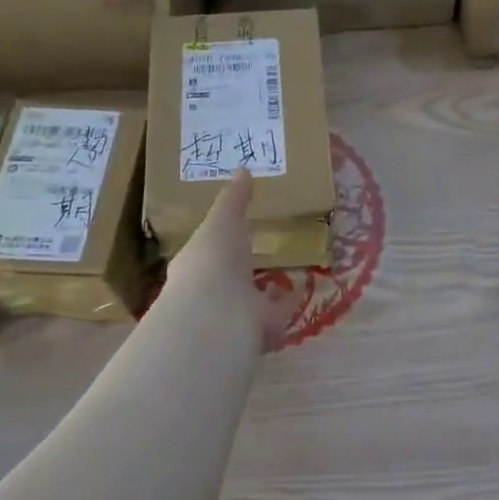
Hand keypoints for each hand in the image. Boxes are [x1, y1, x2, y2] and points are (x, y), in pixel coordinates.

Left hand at [162, 172, 289, 351]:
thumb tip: (243, 169)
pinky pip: (278, 313)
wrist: (219, 312)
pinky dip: (288, 302)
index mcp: (197, 265)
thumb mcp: (222, 221)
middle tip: (260, 254)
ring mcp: (237, 313)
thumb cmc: (213, 261)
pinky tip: (301, 287)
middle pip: (231, 279)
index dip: (220, 242)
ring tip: (284, 273)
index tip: (237, 230)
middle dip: (243, 269)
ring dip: (266, 289)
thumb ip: (233, 199)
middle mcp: (214, 292)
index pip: (207, 252)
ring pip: (253, 300)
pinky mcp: (263, 330)